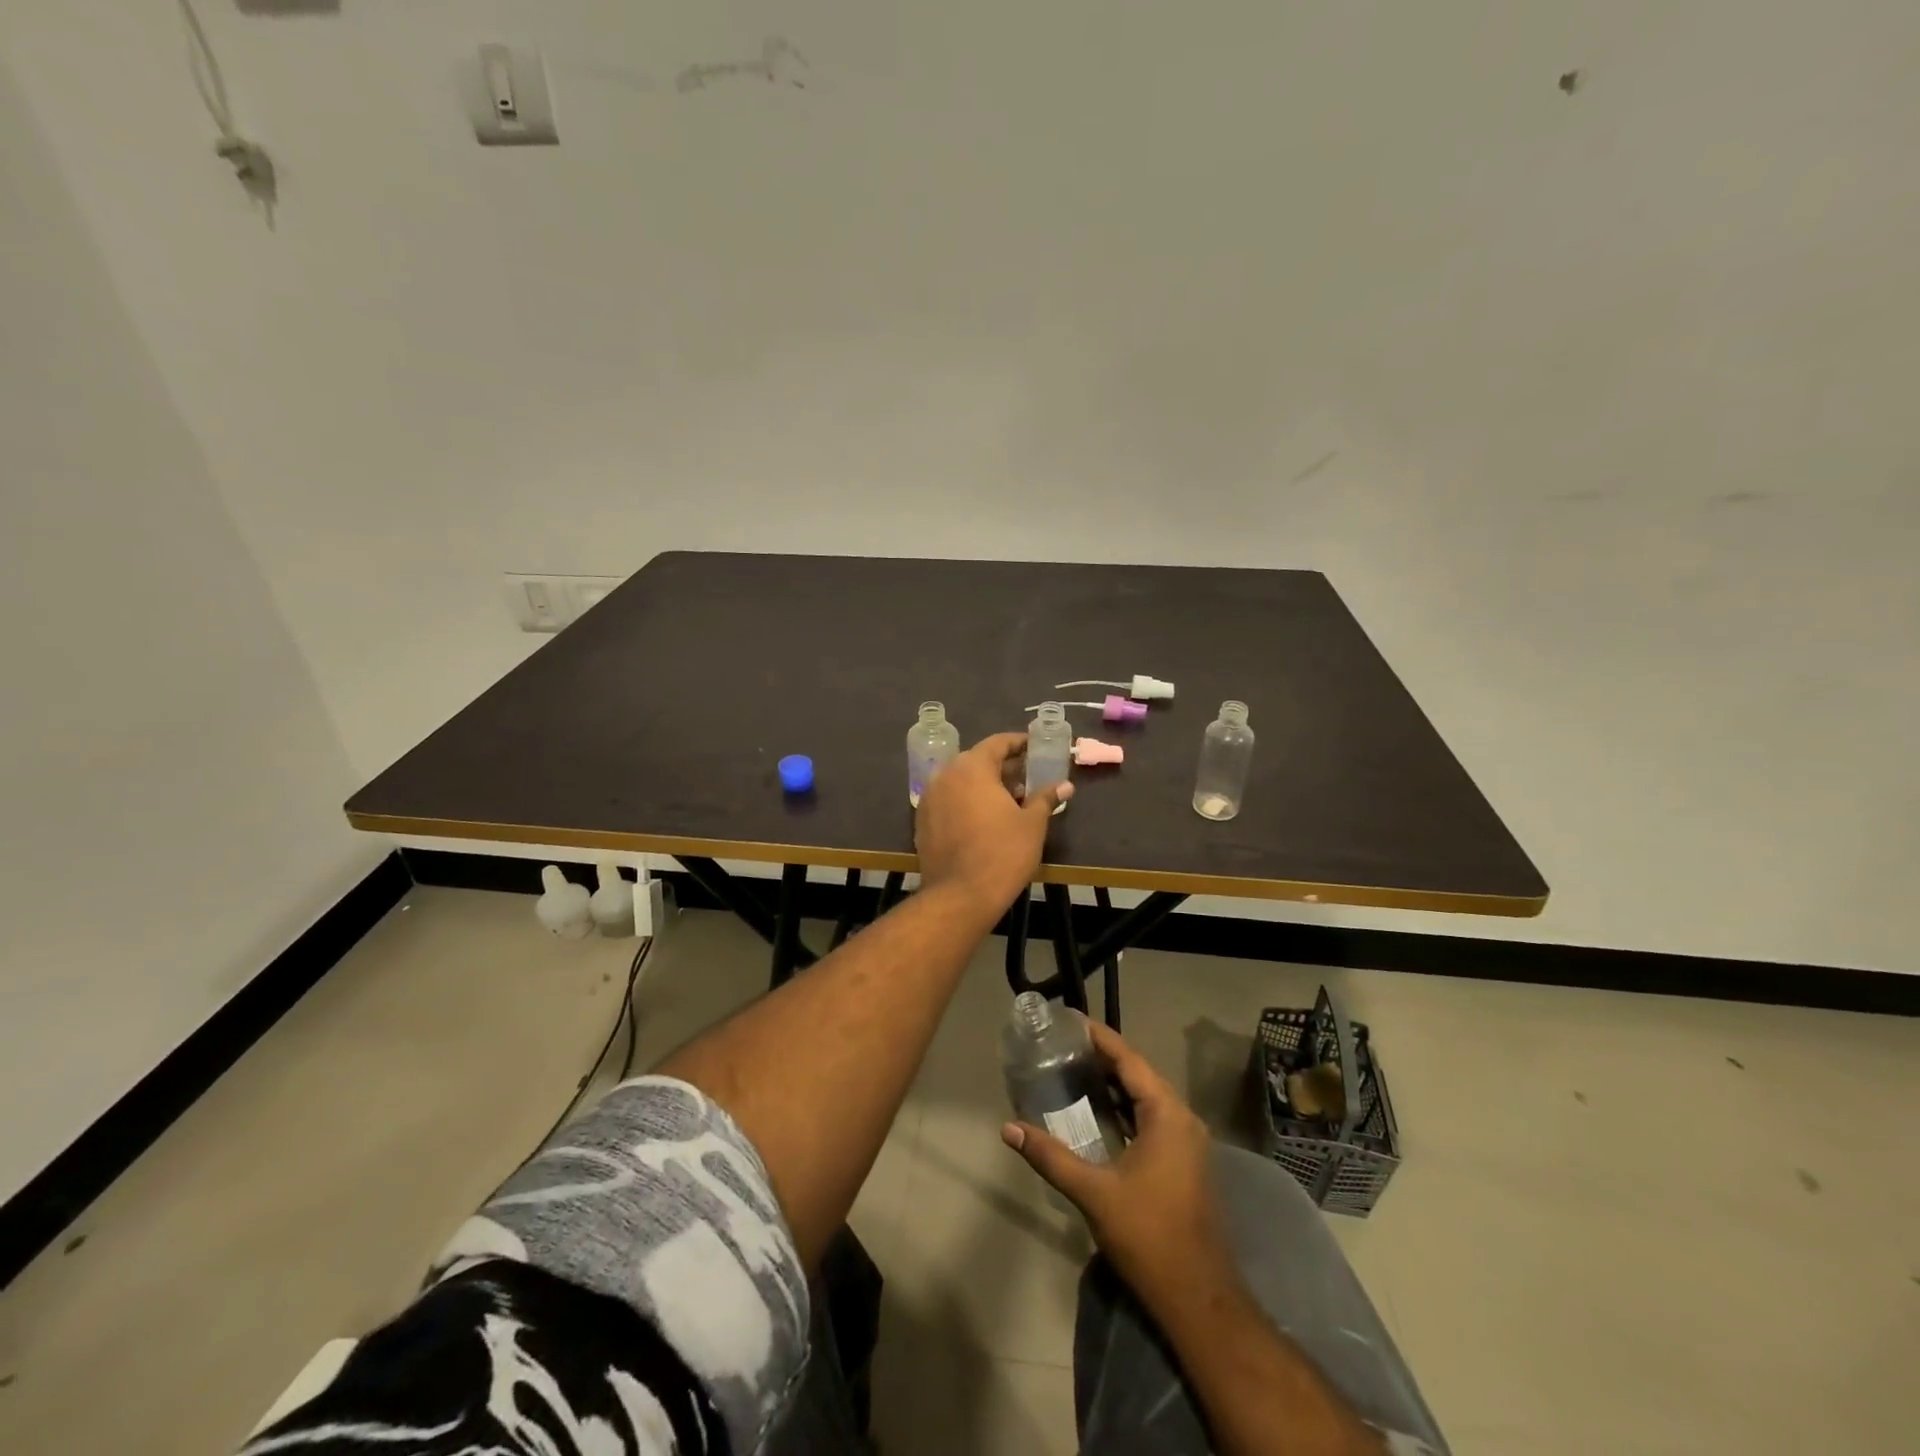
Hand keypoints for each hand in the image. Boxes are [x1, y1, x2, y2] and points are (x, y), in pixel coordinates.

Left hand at [915, 732, 1072, 917]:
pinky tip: (986, 819)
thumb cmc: (1002, 853)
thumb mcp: (1032, 824)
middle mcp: (945, 775)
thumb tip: (1065, 785)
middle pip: (977, 761)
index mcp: (971, 768)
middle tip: (1028, 776)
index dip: (1019, 743)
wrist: (960, 896)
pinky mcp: (922, 822)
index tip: (1035, 748)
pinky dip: (967, 802)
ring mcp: (929, 799)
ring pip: (961, 782)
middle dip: (1003, 767)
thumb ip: (1045, 798)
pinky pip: (949, 801)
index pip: (997, 743)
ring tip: (1011, 800)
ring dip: (984, 785)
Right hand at [1002, 1020, 1228, 1300]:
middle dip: (1104, 1056)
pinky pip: (1153, 1116)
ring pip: (1147, 1096)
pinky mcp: (1184, 1161)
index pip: (1130, 1060)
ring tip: (1076, 1067)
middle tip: (1064, 1043)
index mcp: (1168, 1115)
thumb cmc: (1149, 1236)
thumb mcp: (1094, 1193)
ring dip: (1116, 1081)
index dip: (1100, 1037)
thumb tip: (1009, 1128)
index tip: (1071, 1019)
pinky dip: (1126, 1105)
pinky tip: (1101, 1110)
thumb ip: (1051, 1156)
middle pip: (1140, 1073)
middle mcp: (1183, 1119)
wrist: (1198, 1298)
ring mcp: (1188, 1141)